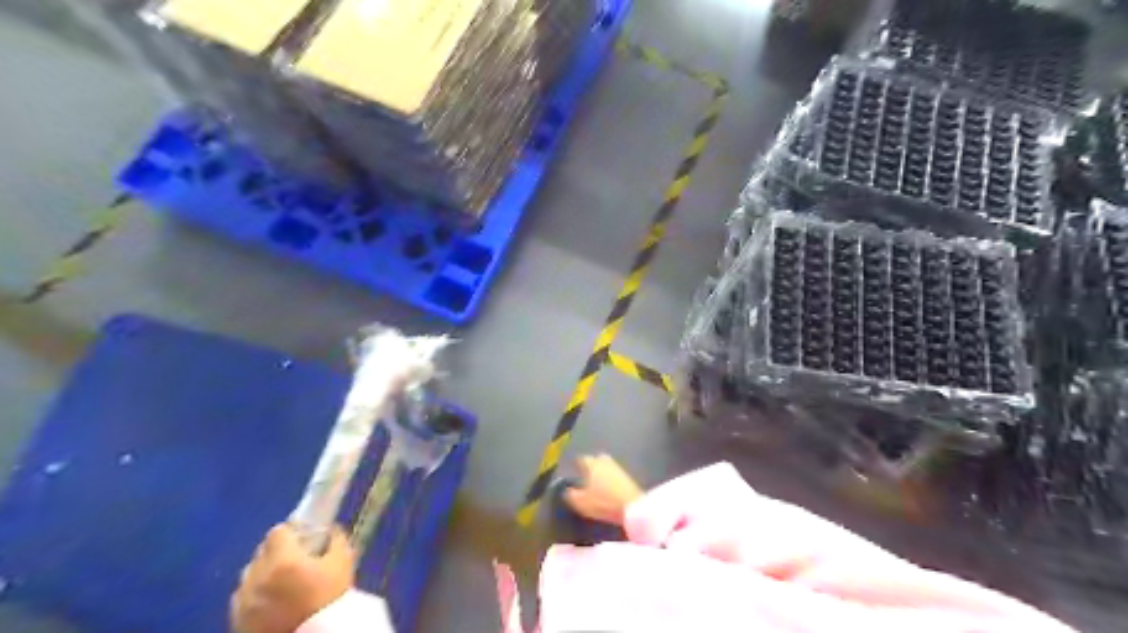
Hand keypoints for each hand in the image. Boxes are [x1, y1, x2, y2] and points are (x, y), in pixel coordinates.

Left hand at [226, 522, 351, 632]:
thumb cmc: (331, 598)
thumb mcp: (343, 562)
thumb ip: (336, 540)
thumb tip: (330, 530)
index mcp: (283, 560)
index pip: (278, 532)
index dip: (291, 532)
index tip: (303, 539)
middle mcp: (257, 577)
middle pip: (261, 553)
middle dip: (276, 553)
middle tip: (295, 562)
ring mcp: (243, 602)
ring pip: (249, 577)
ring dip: (263, 575)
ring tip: (282, 585)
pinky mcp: (237, 622)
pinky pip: (242, 600)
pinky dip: (254, 597)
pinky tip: (272, 604)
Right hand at [564, 452, 642, 525]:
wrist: (633, 506)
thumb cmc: (604, 502)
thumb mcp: (582, 502)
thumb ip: (571, 495)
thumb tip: (566, 490)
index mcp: (593, 465)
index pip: (582, 459)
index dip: (578, 464)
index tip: (574, 468)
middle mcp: (605, 462)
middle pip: (597, 459)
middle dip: (592, 464)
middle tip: (587, 473)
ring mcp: (619, 468)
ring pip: (607, 465)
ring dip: (602, 471)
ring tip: (598, 481)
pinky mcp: (628, 477)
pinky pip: (615, 473)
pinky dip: (611, 478)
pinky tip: (609, 487)